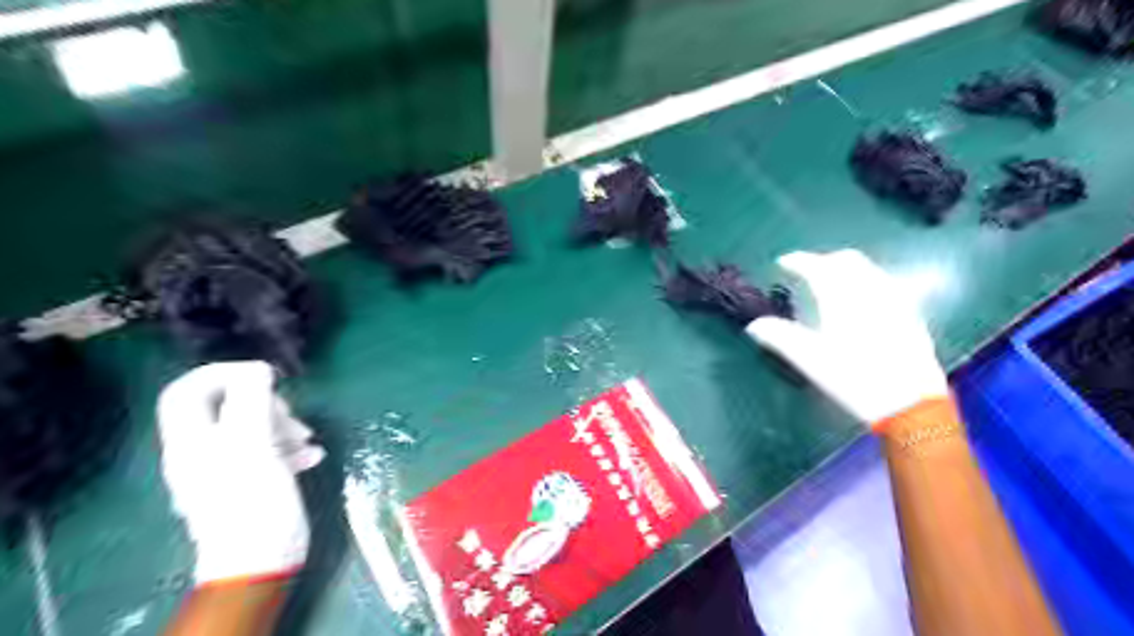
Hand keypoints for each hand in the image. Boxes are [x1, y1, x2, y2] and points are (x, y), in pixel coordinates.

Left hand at [157, 361, 323, 584]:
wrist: (261, 559)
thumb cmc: (254, 500)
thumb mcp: (253, 444)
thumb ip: (252, 401)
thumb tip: (258, 369)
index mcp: (192, 440)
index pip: (186, 390)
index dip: (220, 373)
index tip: (262, 375)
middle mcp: (202, 451)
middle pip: (227, 407)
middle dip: (264, 402)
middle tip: (290, 416)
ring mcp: (225, 468)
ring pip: (251, 427)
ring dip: (283, 425)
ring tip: (307, 438)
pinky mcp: (249, 482)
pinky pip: (267, 451)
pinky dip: (289, 448)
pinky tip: (311, 456)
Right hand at [751, 250, 944, 423]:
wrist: (910, 404)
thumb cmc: (854, 379)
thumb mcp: (809, 361)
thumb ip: (779, 338)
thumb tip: (754, 326)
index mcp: (842, 298)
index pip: (817, 267)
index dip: (798, 261)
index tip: (783, 263)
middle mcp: (870, 291)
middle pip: (846, 261)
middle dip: (823, 260)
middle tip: (807, 271)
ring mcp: (894, 302)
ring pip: (869, 270)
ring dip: (846, 269)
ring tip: (832, 283)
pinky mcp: (910, 316)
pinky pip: (885, 284)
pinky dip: (866, 282)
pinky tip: (863, 301)